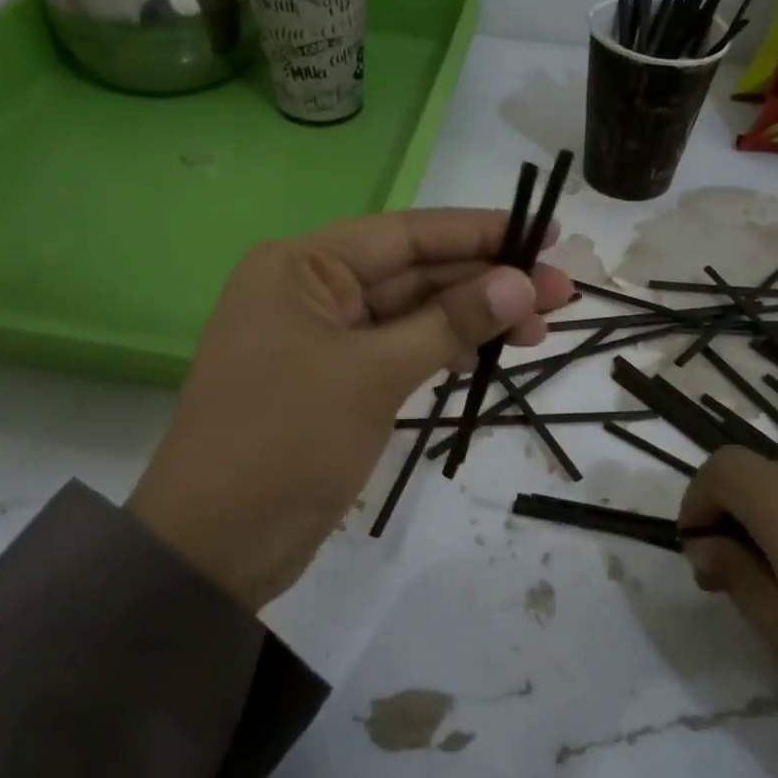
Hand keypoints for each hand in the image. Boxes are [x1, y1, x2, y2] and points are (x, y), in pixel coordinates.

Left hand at [128, 210, 572, 612]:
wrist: (215, 545)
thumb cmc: (286, 443)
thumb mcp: (374, 375)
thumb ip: (450, 324)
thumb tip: (523, 283)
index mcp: (302, 266)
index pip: (407, 233)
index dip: (481, 232)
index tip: (548, 233)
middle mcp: (309, 290)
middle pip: (414, 273)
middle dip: (487, 281)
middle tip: (562, 293)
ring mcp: (321, 339)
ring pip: (411, 315)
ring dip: (471, 319)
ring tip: (540, 330)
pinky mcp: (333, 381)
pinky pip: (398, 351)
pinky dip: (442, 352)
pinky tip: (488, 355)